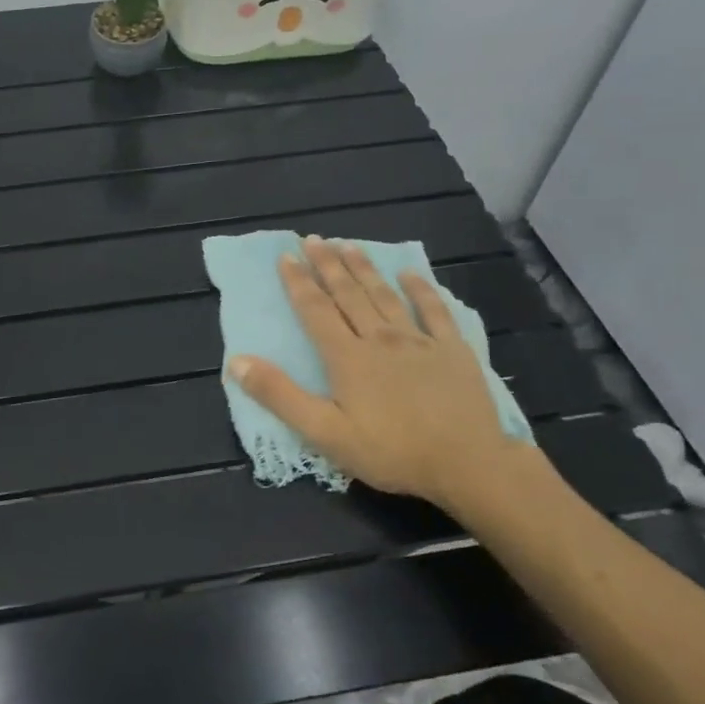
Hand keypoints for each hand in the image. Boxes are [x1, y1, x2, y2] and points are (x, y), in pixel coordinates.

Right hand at [227, 236, 515, 511]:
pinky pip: (434, 311)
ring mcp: (419, 341)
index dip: (298, 283)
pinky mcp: (452, 350)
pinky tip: (410, 274)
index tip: (286, 256)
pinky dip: (421, 289)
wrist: (467, 463)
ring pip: (384, 296)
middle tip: (313, 240)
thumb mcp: (324, 433)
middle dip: (328, 265)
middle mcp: (379, 338)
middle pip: (348, 295)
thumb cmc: (390, 451)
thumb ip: (280, 395)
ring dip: (364, 269)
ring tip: (348, 245)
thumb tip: (237, 361)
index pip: (315, 311)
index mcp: (347, 357)